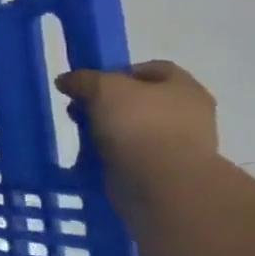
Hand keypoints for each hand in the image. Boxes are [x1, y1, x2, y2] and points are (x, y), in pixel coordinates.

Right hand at [55, 60, 218, 177]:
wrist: (161, 186)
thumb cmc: (139, 124)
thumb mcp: (102, 88)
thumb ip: (82, 79)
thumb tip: (67, 81)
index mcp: (184, 89)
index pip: (153, 69)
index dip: (120, 71)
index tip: (93, 83)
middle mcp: (187, 116)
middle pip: (139, 101)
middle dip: (106, 104)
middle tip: (80, 110)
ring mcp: (178, 147)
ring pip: (132, 130)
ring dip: (105, 132)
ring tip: (82, 137)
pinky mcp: (163, 174)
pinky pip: (130, 157)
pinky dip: (110, 157)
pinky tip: (90, 159)